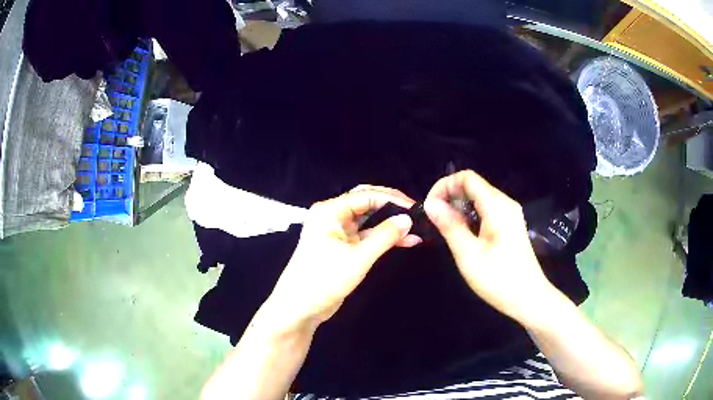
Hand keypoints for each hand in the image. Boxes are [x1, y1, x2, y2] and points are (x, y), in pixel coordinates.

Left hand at [264, 186, 419, 330]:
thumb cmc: (324, 279)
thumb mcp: (358, 257)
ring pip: (368, 220)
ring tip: (416, 228)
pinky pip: (366, 236)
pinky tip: (405, 241)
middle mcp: (332, 216)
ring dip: (390, 224)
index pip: (366, 195)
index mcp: (330, 211)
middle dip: (391, 207)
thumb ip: (385, 236)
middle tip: (416, 213)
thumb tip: (408, 219)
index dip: (392, 199)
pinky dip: (383, 238)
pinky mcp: (342, 247)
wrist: (299, 308)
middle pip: (366, 203)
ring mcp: (337, 232)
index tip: (416, 208)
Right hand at [423, 170, 554, 321]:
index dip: (444, 185)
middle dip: (450, 196)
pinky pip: (486, 211)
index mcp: (497, 206)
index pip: (467, 178)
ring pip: (479, 199)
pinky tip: (463, 235)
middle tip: (434, 221)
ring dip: (459, 207)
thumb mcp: (469, 254)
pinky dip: (470, 216)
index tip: (430, 207)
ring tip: (445, 229)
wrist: (529, 298)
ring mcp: (509, 215)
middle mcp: (505, 204)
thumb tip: (430, 204)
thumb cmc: (499, 279)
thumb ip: (450, 225)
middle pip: (473, 186)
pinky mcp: (510, 226)